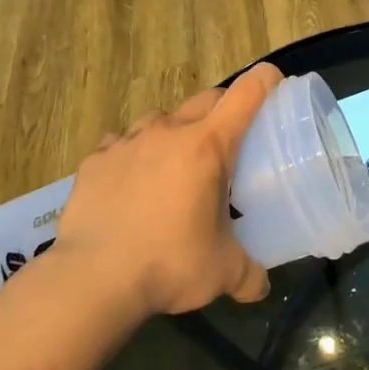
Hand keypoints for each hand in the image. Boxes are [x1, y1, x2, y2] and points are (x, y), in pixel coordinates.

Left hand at [53, 64, 281, 317]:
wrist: (92, 279)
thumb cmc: (168, 264)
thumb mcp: (222, 273)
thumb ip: (249, 275)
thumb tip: (261, 287)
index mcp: (207, 146)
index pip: (247, 94)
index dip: (266, 81)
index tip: (276, 84)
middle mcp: (168, 131)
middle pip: (205, 99)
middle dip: (222, 111)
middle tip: (226, 144)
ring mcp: (127, 142)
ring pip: (160, 119)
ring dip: (173, 133)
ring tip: (173, 166)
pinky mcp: (94, 160)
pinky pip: (120, 144)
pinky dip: (132, 155)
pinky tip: (130, 183)